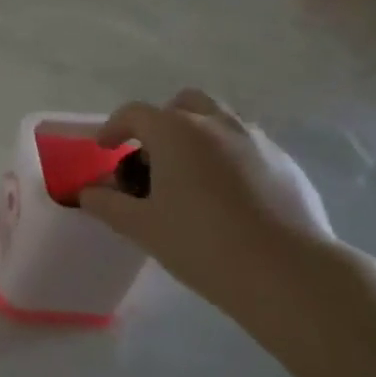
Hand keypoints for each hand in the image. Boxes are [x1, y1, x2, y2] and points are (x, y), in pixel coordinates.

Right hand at [79, 90, 336, 318]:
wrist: (288, 272)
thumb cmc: (202, 243)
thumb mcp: (141, 227)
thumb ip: (107, 204)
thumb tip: (87, 193)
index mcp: (176, 132)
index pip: (134, 113)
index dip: (113, 128)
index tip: (105, 149)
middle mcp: (217, 124)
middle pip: (183, 104)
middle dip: (162, 122)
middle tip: (153, 157)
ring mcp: (257, 140)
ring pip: (220, 121)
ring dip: (197, 136)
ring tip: (190, 177)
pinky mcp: (286, 163)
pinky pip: (247, 146)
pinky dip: (228, 157)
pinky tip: (227, 197)